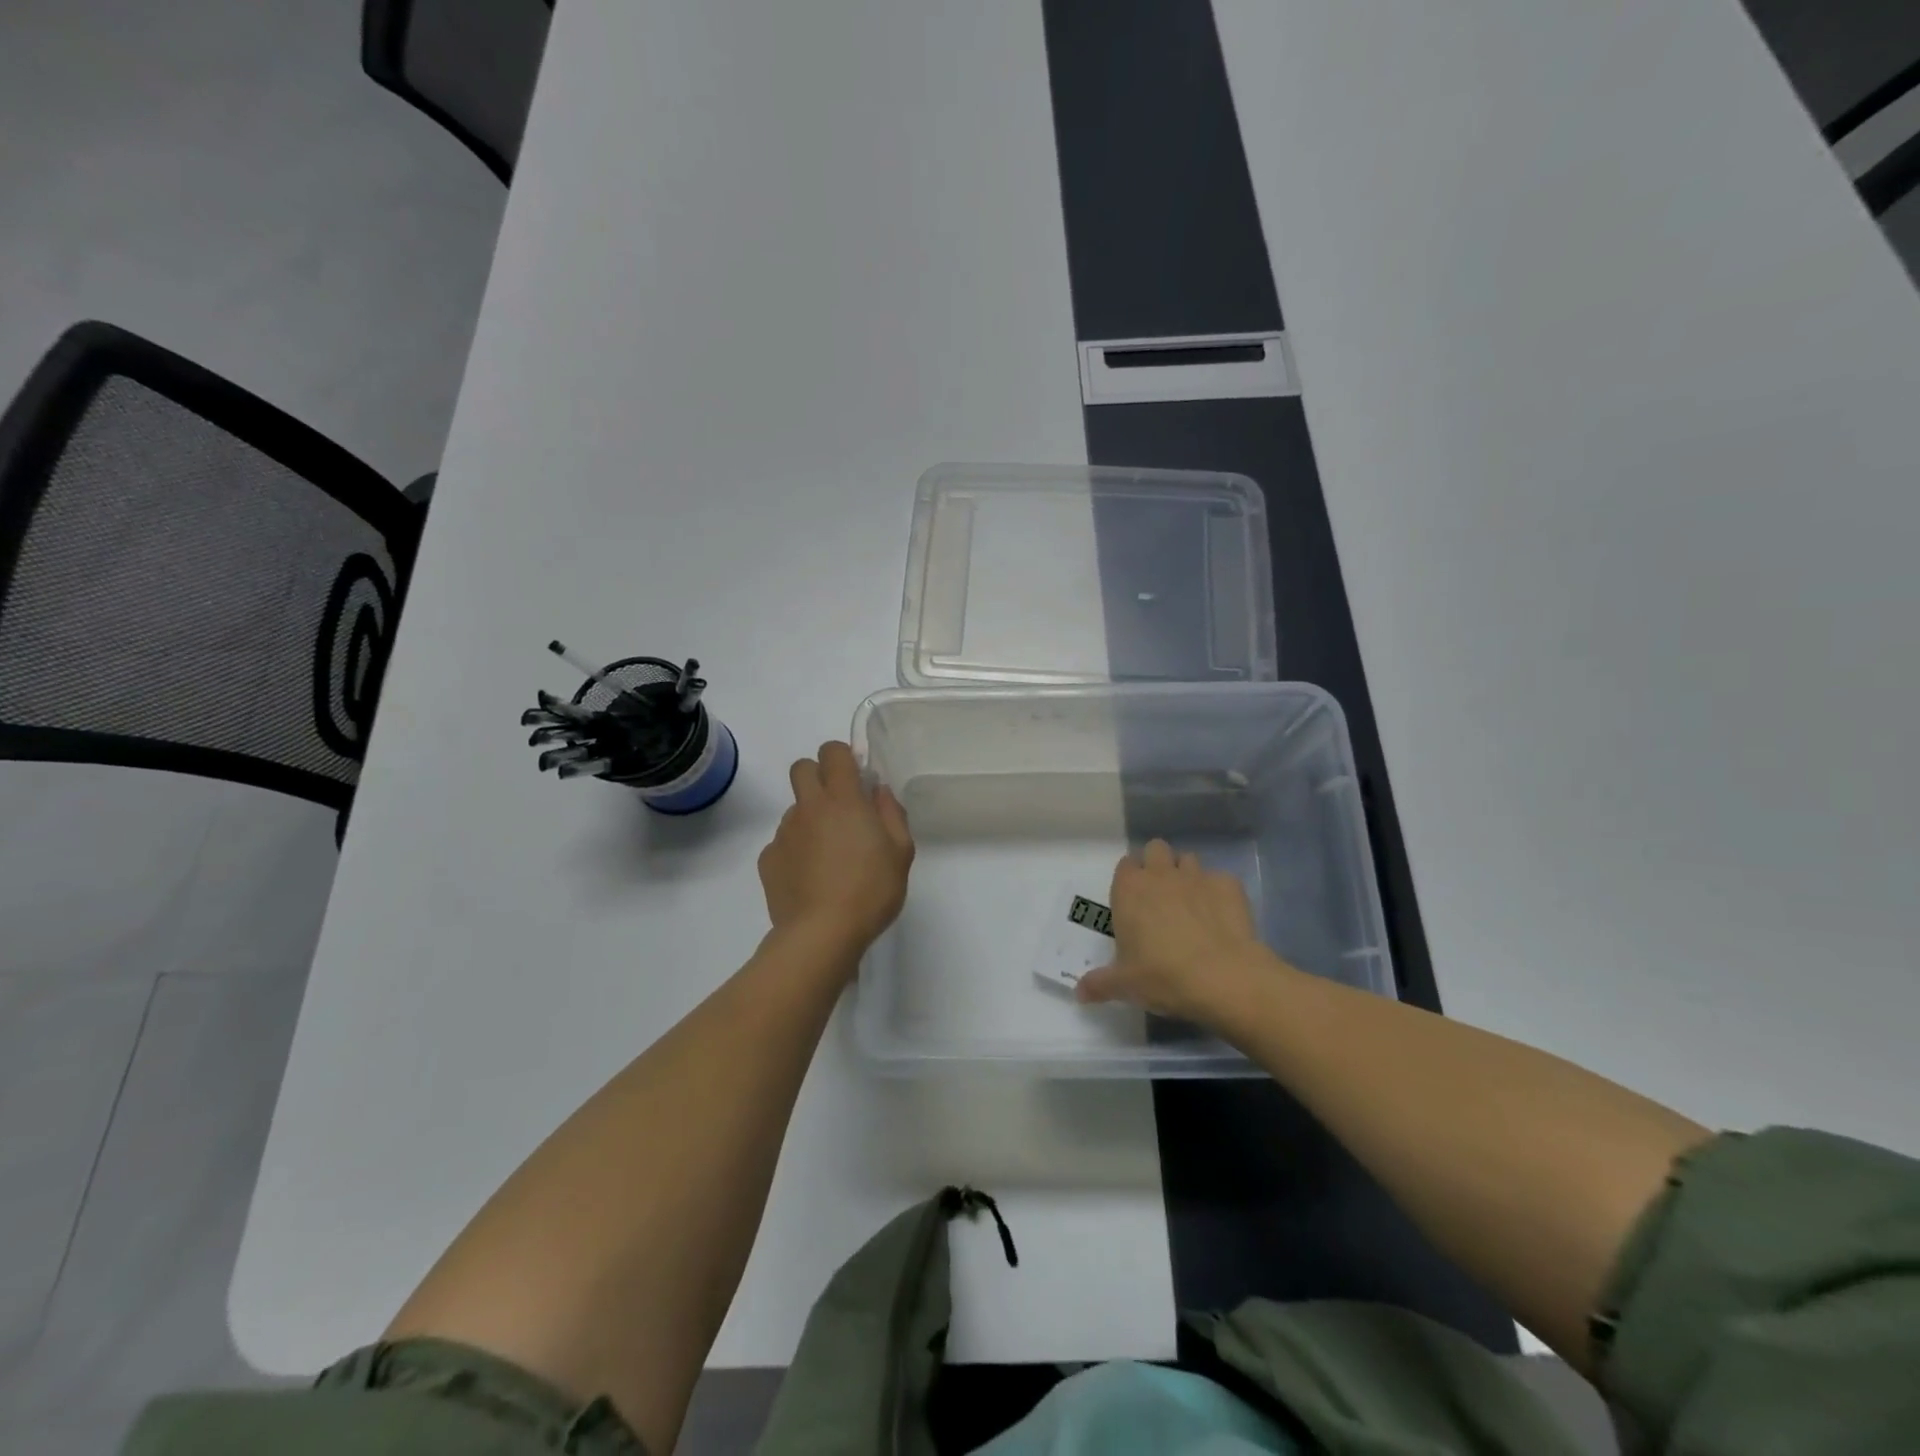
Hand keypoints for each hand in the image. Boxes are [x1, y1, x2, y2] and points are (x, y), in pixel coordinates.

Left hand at [758, 742, 914, 958]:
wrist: (821, 934)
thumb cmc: (870, 890)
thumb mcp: (901, 852)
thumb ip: (892, 813)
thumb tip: (879, 791)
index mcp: (843, 799)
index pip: (833, 752)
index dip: (843, 757)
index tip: (856, 778)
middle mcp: (809, 807)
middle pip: (802, 768)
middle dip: (819, 776)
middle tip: (839, 807)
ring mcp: (784, 833)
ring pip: (794, 808)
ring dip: (810, 818)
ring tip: (829, 855)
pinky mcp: (768, 859)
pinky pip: (783, 841)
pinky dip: (796, 850)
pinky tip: (811, 877)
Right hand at [1075, 839, 1281, 1024]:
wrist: (1224, 979)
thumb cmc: (1163, 977)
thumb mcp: (1124, 986)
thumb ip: (1099, 984)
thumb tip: (1079, 992)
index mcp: (1130, 890)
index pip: (1125, 865)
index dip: (1129, 879)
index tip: (1133, 901)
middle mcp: (1161, 875)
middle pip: (1155, 849)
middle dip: (1157, 865)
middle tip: (1160, 898)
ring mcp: (1197, 876)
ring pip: (1188, 859)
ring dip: (1186, 875)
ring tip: (1191, 905)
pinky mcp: (1229, 886)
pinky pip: (1220, 880)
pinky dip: (1218, 893)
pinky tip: (1221, 917)